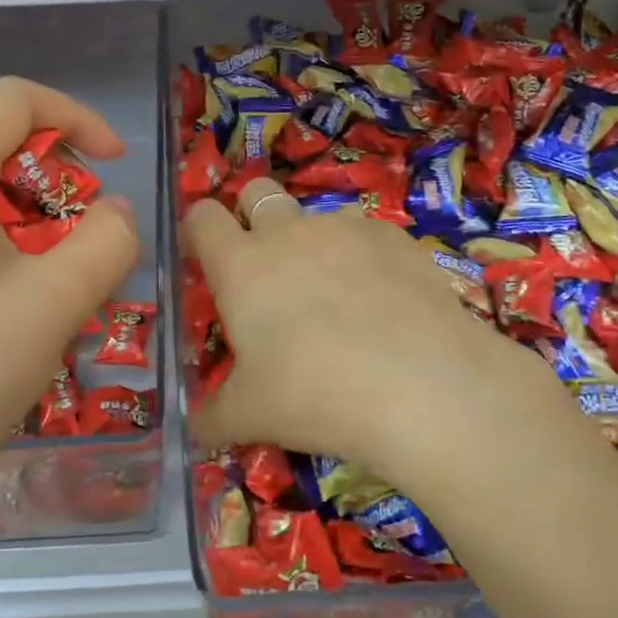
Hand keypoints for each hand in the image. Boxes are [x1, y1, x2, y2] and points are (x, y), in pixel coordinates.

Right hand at [182, 177, 562, 489]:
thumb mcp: (250, 416)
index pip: (202, 218)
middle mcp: (289, 232)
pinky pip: (366, 234)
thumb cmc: (316, 395)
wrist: (423, 386)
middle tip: (264, 268)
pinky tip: (382, 302)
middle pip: (257, 192)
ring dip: (312, 241)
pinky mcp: (395, 237)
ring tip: (333, 296)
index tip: (203, 259)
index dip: (198, 231)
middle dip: (251, 214)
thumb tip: (195, 425)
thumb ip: (211, 415)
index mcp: (241, 265)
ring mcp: (346, 228)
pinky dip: (362, 257)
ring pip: (316, 214)